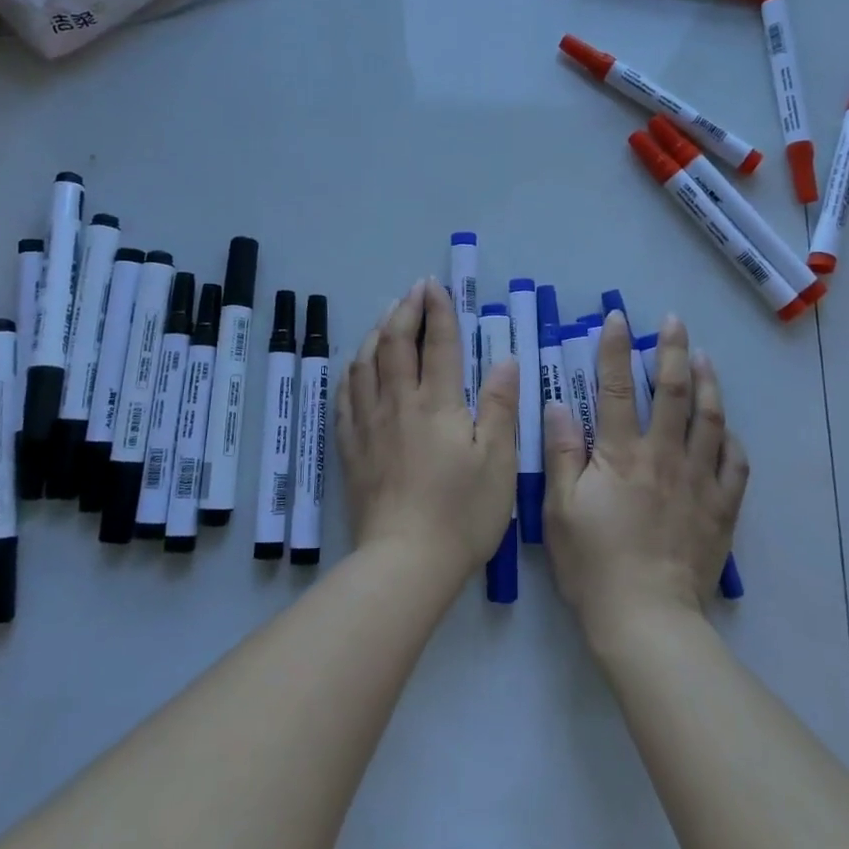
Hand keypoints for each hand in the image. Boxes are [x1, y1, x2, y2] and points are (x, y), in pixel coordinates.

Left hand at [335, 278, 519, 580]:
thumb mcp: (498, 461)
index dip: (437, 311)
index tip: (435, 286)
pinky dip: (350, 371)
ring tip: (384, 316)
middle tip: (412, 291)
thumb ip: (499, 406)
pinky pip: (344, 397)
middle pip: (394, 344)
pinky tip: (354, 366)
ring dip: (375, 333)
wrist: (405, 561)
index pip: (437, 344)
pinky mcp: (351, 448)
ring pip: (364, 364)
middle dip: (404, 311)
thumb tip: (504, 360)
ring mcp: (369, 425)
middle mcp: (397, 404)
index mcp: (436, 404)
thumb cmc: (462, 513)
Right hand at [543, 312, 747, 640]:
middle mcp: (664, 456)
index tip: (618, 319)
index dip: (615, 349)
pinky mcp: (720, 508)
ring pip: (710, 420)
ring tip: (705, 358)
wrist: (646, 618)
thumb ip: (561, 453)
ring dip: (708, 383)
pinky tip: (728, 429)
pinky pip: (735, 465)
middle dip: (673, 351)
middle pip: (673, 392)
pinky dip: (732, 440)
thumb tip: (559, 405)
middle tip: (675, 322)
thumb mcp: (559, 509)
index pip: (617, 388)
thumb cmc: (593, 564)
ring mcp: (698, 481)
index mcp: (622, 454)